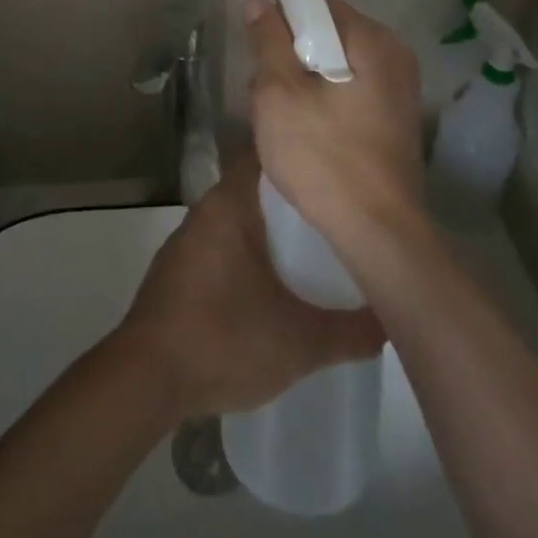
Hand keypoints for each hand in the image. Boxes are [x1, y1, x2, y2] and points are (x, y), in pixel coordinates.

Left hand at [116, 154, 383, 418]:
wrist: (146, 379)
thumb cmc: (223, 340)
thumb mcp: (299, 341)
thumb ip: (350, 331)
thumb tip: (391, 319)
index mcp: (229, 205)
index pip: (266, 158)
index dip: (300, 160)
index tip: (336, 172)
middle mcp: (204, 212)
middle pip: (255, 190)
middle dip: (293, 202)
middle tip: (338, 216)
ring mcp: (186, 242)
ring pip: (237, 220)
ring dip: (269, 231)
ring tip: (313, 249)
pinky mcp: (177, 271)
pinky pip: (221, 246)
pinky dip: (246, 254)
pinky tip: (271, 283)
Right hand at [243, 0, 425, 253]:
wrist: (378, 233)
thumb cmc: (323, 156)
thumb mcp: (280, 93)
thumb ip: (268, 40)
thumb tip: (258, 0)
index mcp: (372, 40)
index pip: (317, 4)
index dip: (280, 19)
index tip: (257, 50)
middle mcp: (395, 56)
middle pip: (328, 34)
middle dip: (291, 54)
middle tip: (264, 90)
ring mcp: (400, 90)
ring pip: (336, 65)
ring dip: (305, 80)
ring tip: (281, 116)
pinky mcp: (396, 120)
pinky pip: (351, 91)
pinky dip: (325, 100)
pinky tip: (307, 132)